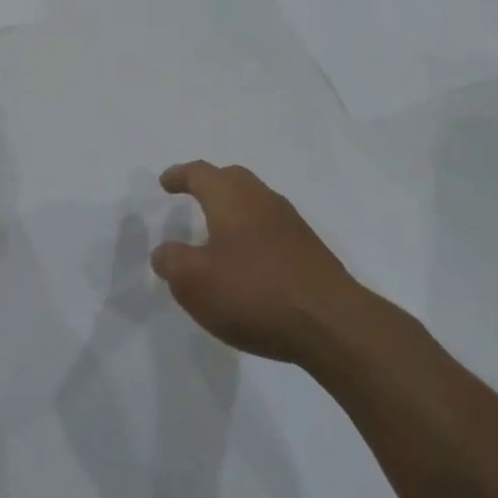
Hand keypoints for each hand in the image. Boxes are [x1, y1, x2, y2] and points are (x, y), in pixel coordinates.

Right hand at [151, 161, 362, 364]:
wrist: (332, 323)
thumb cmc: (254, 293)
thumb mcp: (195, 283)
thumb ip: (172, 262)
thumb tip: (164, 252)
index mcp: (230, 198)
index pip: (200, 173)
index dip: (179, 176)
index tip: (166, 183)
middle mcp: (261, 199)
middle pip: (232, 178)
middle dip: (210, 184)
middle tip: (192, 196)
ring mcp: (290, 223)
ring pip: (255, 201)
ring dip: (234, 208)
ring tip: (218, 231)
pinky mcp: (309, 249)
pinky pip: (271, 226)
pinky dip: (253, 232)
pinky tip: (249, 260)